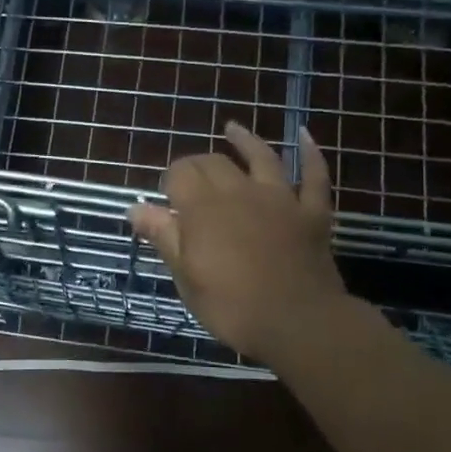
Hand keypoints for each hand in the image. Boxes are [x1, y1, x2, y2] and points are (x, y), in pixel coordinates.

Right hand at [129, 121, 353, 364]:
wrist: (298, 322)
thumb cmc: (232, 306)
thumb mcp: (185, 277)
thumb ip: (163, 236)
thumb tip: (135, 207)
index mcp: (204, 208)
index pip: (180, 174)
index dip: (170, 180)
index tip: (165, 199)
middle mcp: (240, 192)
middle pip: (214, 162)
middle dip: (197, 163)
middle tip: (189, 177)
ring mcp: (281, 199)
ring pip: (262, 158)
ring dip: (246, 141)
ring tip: (233, 129)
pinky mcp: (312, 213)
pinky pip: (314, 176)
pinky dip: (311, 154)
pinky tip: (305, 136)